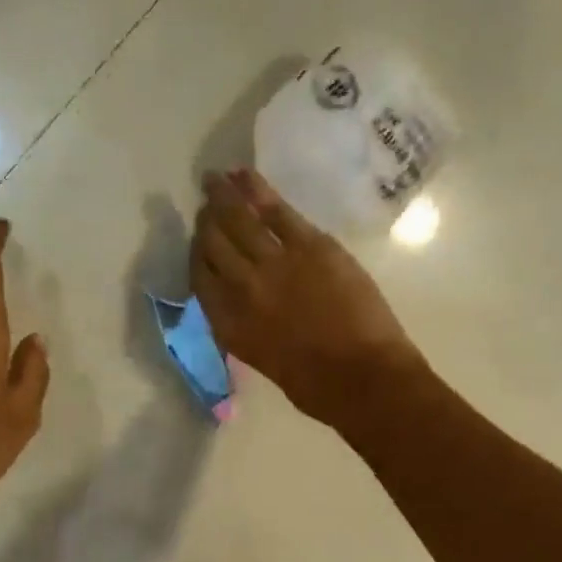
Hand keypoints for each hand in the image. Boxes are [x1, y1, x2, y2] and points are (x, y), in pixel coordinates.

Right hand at [191, 168, 426, 428]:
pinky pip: (274, 210)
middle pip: (213, 246)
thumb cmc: (317, 387)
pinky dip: (255, 189)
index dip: (198, 258)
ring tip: (213, 180)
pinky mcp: (308, 246)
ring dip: (222, 198)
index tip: (201, 244)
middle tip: (206, 206)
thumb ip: (248, 328)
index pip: (201, 281)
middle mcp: (241, 290)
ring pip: (237, 222)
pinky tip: (242, 175)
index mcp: (230, 327)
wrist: (362, 378)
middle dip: (207, 223)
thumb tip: (247, 304)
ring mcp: (273, 264)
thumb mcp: (265, 361)